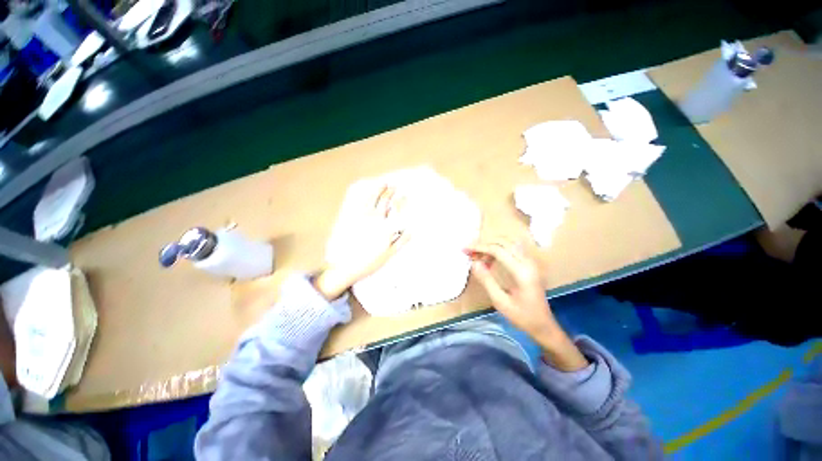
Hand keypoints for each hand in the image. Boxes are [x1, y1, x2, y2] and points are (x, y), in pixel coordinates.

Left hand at [316, 185, 409, 299]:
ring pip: (372, 198)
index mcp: (385, 227)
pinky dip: (366, 196)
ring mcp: (361, 217)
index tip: (406, 195)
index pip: (396, 210)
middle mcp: (374, 219)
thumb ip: (401, 242)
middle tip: (395, 186)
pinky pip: (359, 203)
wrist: (344, 266)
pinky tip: (368, 193)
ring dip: (379, 190)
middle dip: (391, 192)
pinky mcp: (350, 218)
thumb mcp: (389, 254)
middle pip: (385, 201)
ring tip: (384, 184)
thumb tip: (411, 232)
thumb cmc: (369, 262)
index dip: (402, 201)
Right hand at [466, 239, 587, 370]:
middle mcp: (528, 263)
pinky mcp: (530, 265)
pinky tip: (490, 259)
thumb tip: (474, 263)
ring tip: (477, 255)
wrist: (544, 326)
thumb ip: (487, 280)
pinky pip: (512, 249)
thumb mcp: (500, 302)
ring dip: (491, 246)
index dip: (480, 247)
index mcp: (521, 272)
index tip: (465, 249)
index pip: (498, 250)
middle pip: (503, 243)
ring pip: (508, 243)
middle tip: (469, 252)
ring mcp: (531, 262)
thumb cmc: (522, 317)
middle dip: (484, 244)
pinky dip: (499, 249)